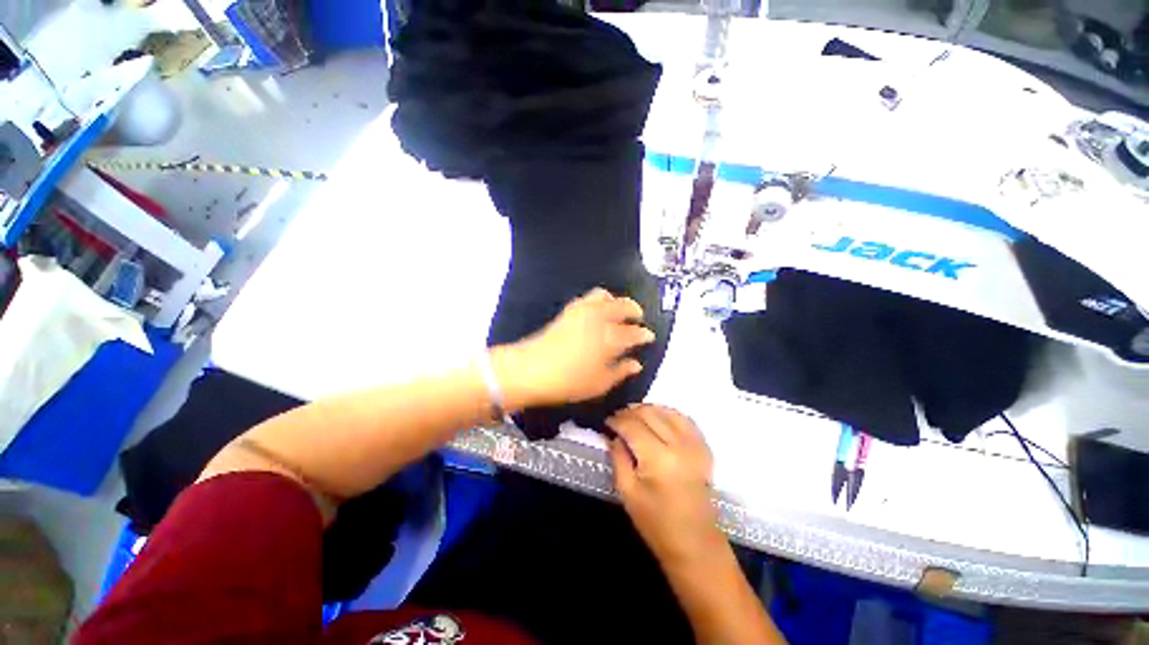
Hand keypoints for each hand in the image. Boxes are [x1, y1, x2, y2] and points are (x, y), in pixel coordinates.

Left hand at [493, 288, 655, 407]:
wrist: (531, 369)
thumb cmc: (568, 381)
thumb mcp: (599, 384)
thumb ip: (620, 371)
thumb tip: (635, 364)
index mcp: (610, 338)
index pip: (634, 332)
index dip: (644, 334)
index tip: (648, 336)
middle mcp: (599, 319)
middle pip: (623, 306)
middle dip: (635, 310)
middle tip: (638, 319)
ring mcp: (583, 311)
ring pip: (606, 296)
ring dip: (617, 301)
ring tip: (619, 310)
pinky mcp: (569, 310)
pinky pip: (589, 297)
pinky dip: (599, 300)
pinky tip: (598, 310)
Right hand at [608, 405, 723, 568]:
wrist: (696, 543)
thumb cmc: (656, 523)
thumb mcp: (627, 492)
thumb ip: (618, 457)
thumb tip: (613, 435)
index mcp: (658, 458)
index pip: (632, 425)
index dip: (616, 419)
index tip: (606, 421)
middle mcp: (678, 444)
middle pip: (649, 413)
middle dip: (630, 411)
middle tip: (617, 418)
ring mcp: (695, 444)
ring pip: (666, 411)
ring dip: (647, 409)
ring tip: (634, 416)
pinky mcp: (704, 447)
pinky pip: (684, 419)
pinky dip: (668, 413)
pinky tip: (657, 417)